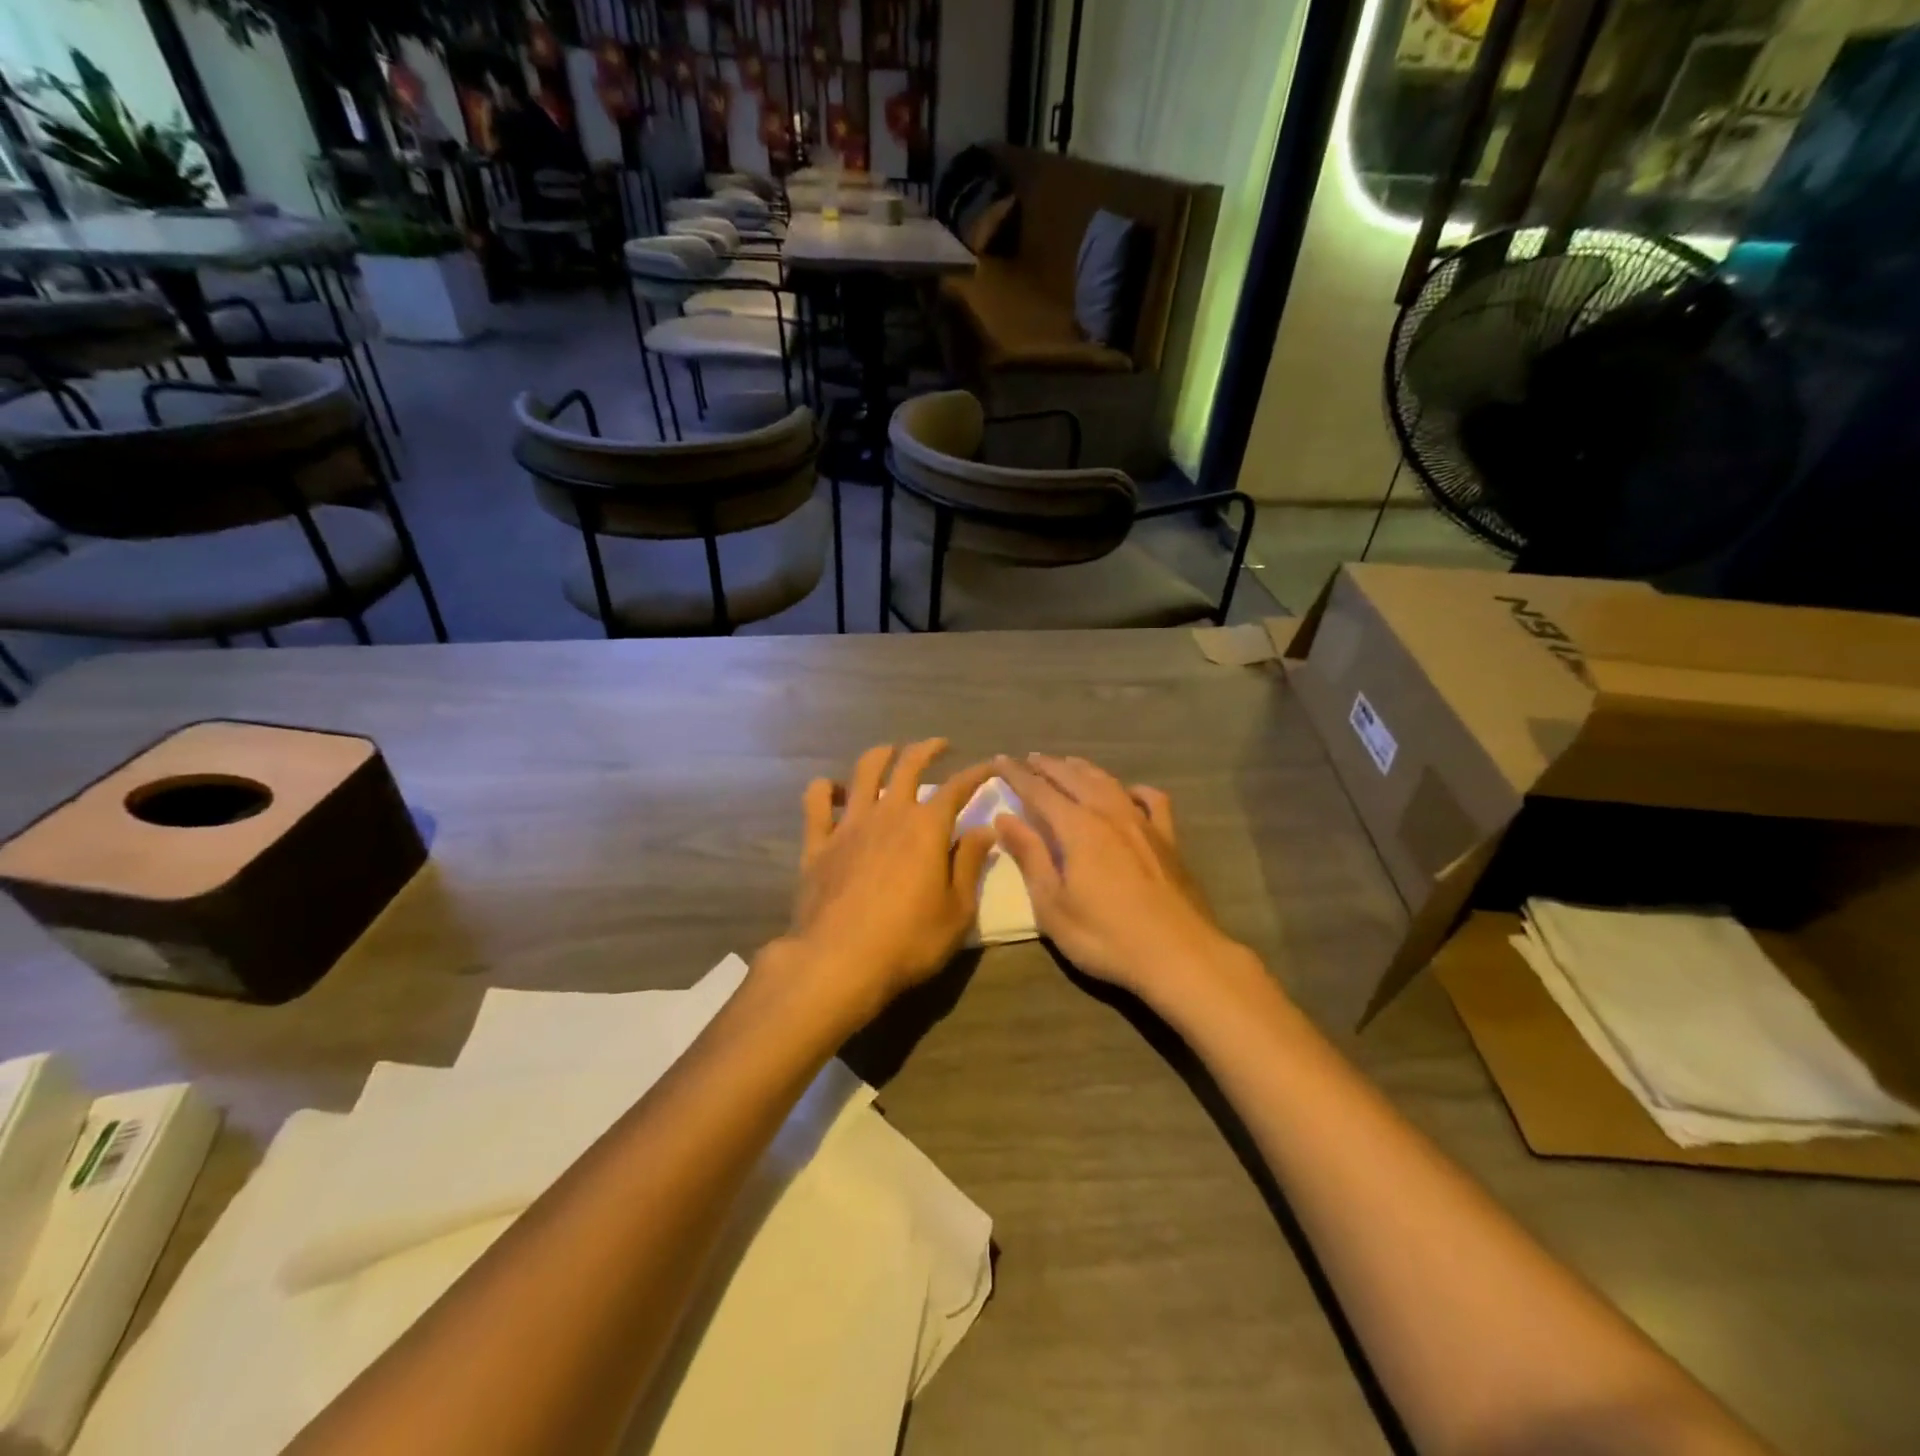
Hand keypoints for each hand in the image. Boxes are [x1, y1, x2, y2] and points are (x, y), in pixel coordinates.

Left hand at [777, 740, 997, 1022]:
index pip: (957, 788)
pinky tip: (834, 791)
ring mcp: (849, 824)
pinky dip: (825, 788)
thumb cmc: (909, 941)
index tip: (989, 766)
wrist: (839, 961)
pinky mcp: (818, 842)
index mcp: (927, 827)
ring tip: (890, 752)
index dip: (976, 774)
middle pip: (908, 765)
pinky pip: (817, 801)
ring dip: (881, 755)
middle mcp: (889, 813)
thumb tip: (983, 829)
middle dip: (927, 749)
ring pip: (864, 771)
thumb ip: (970, 864)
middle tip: (939, 746)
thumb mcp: (958, 910)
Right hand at [993, 754, 1254, 1009]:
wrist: (1179, 955)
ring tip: (1068, 763)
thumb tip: (1005, 818)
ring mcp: (1143, 824)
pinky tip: (1130, 792)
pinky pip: (1153, 801)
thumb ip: (1030, 856)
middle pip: (1074, 778)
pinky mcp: (1168, 840)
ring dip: (1084, 769)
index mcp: (1078, 828)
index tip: (999, 760)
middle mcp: (1110, 814)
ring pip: (1109, 783)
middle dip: (1048, 766)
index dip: (1017, 774)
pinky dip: (1136, 790)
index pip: (1039, 791)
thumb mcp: (1053, 905)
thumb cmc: (1105, 936)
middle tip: (1029, 758)